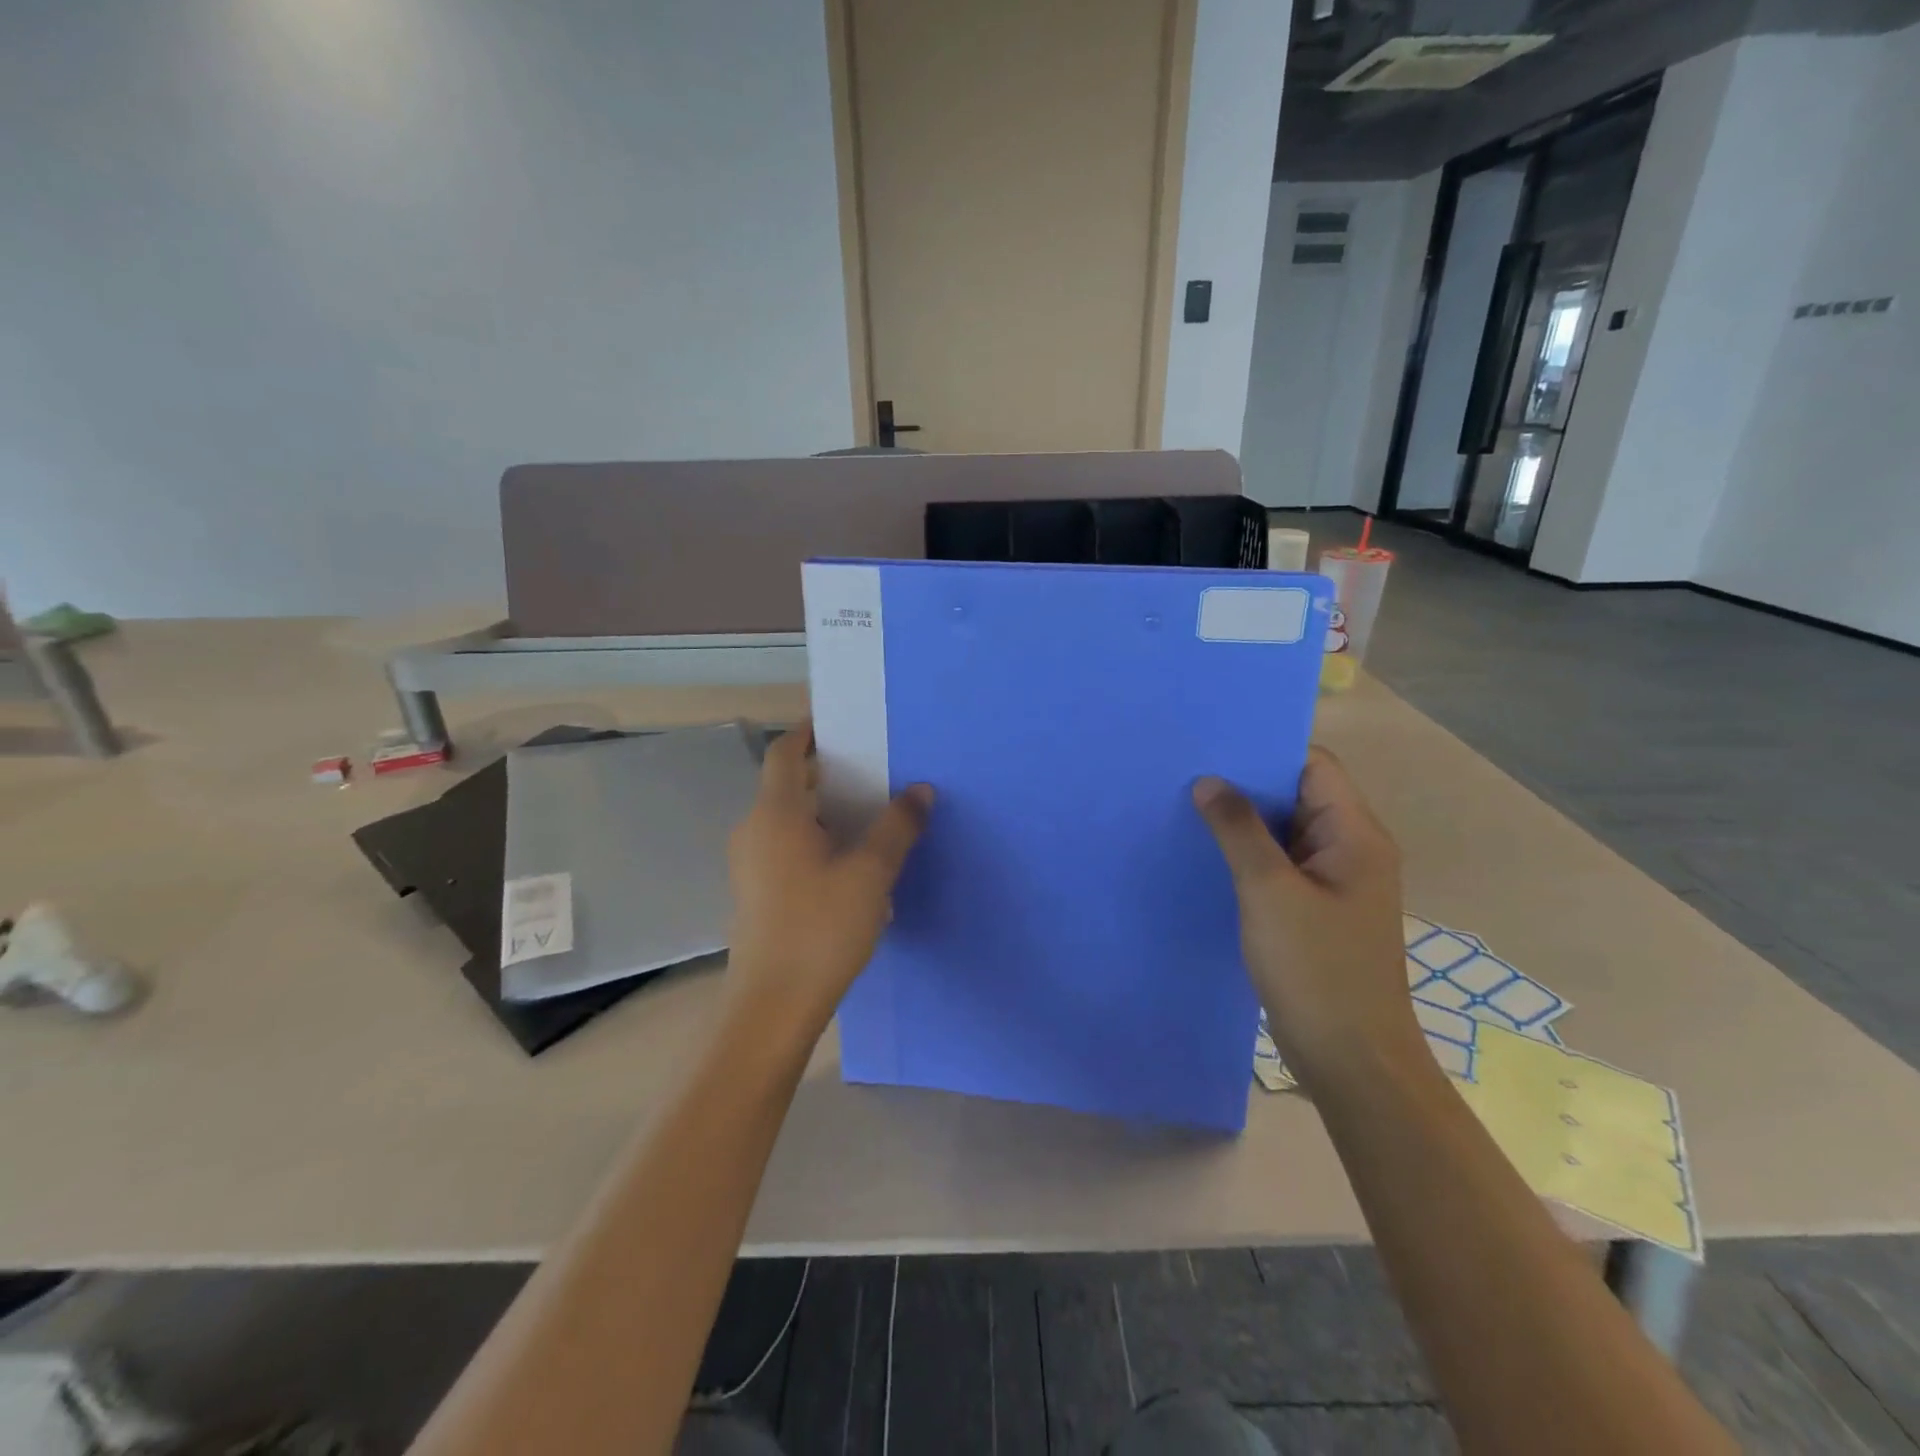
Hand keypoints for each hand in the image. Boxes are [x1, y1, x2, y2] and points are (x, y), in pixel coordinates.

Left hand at [726, 723, 933, 1037]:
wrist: (772, 1006)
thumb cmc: (820, 929)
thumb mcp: (871, 874)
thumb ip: (897, 827)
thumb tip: (920, 789)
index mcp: (775, 814)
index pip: (785, 752)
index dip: (810, 732)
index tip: (844, 723)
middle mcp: (754, 830)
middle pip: (787, 784)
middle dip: (828, 772)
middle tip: (875, 770)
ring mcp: (751, 864)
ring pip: (788, 818)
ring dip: (825, 809)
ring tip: (871, 814)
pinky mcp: (756, 891)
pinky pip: (786, 846)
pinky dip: (816, 838)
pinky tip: (850, 862)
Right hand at [1193, 747, 1424, 1087]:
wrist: (1352, 1060)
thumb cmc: (1316, 969)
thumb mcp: (1269, 891)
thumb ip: (1238, 830)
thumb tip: (1209, 781)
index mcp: (1355, 835)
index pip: (1313, 766)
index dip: (1265, 752)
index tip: (1213, 747)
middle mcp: (1351, 849)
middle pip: (1298, 795)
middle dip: (1246, 785)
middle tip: (1188, 775)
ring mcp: (1334, 882)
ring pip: (1286, 832)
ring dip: (1244, 823)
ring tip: (1189, 809)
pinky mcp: (1316, 911)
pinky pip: (1281, 866)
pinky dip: (1249, 856)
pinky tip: (1208, 857)